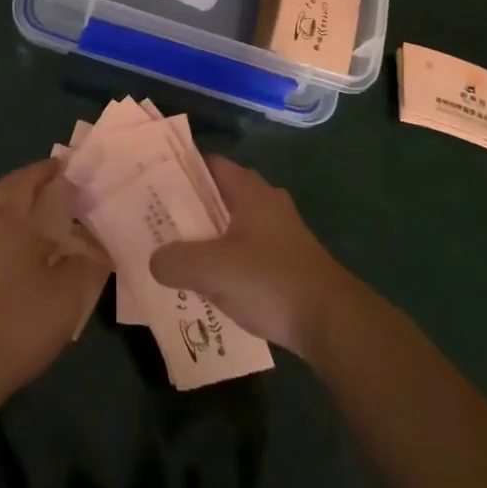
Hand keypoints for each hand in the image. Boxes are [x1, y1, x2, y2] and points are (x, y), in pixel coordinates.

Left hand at [0, 160, 107, 392]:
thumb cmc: (19, 322)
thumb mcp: (69, 294)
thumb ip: (89, 264)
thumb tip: (99, 246)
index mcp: (9, 219)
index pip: (26, 179)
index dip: (45, 169)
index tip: (64, 167)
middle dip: (23, 182)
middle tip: (48, 189)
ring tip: (18, 213)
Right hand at [148, 157, 357, 357]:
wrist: (333, 322)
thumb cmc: (271, 280)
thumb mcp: (213, 269)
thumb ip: (176, 260)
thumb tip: (155, 260)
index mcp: (251, 191)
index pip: (210, 165)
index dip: (182, 171)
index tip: (154, 183)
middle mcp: (267, 203)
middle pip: (220, 197)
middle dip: (190, 209)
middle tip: (157, 222)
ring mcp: (281, 234)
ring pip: (233, 228)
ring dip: (208, 240)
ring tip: (175, 257)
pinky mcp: (288, 264)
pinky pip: (247, 254)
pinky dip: (227, 264)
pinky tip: (209, 286)